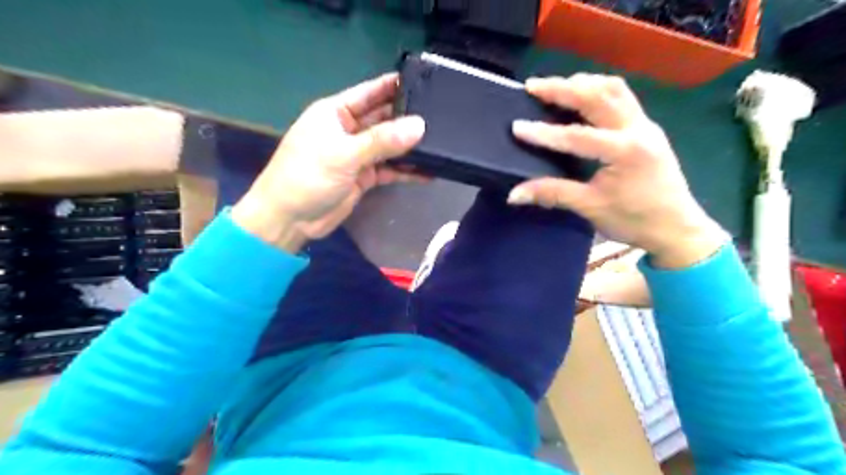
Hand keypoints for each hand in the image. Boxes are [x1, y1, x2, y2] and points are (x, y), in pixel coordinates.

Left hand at [230, 73, 425, 252]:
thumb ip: (382, 140)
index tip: (426, 83)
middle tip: (442, 119)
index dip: (395, 87)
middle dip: (408, 119)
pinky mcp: (364, 177)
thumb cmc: (308, 176)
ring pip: (389, 146)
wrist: (290, 219)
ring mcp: (357, 155)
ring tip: (441, 145)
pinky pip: (389, 169)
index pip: (370, 93)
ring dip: (410, 147)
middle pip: (384, 119)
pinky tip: (428, 173)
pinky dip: (406, 172)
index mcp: (336, 112)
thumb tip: (419, 126)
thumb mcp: (345, 154)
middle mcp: (349, 130)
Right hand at [508, 72, 727, 266]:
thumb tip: (514, 194)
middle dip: (563, 88)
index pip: (577, 136)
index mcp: (625, 152)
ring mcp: (645, 124)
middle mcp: (638, 129)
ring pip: (613, 89)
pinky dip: (597, 90)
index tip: (517, 127)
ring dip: (582, 83)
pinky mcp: (646, 127)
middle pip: (598, 95)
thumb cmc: (635, 220)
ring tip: (554, 87)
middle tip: (532, 87)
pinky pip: (621, 97)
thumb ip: (552, 194)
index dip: (544, 133)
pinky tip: (581, 97)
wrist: (677, 227)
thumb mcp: (590, 207)